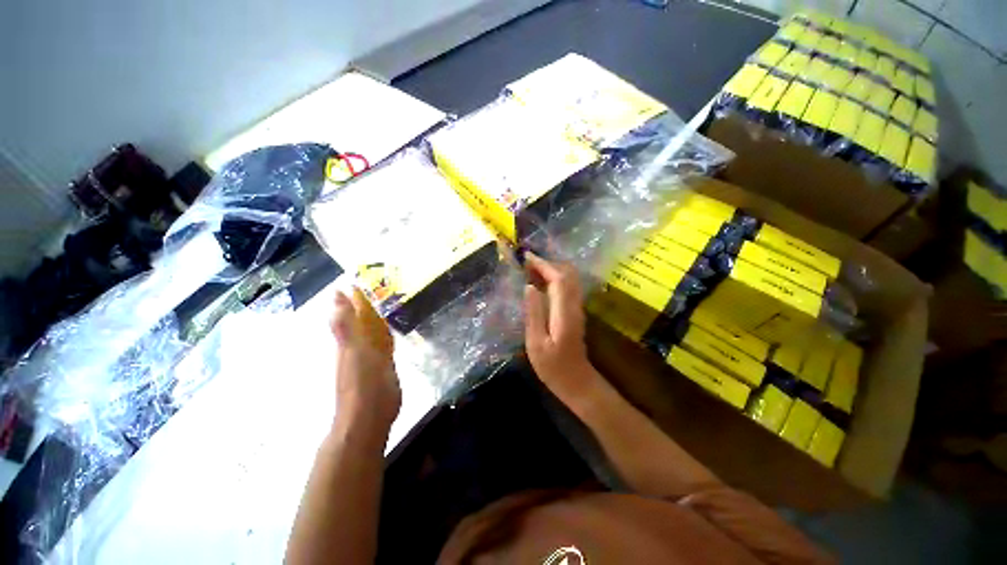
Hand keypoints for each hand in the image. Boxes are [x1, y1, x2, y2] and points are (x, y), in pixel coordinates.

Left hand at [330, 288, 400, 432]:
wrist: (370, 416)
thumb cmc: (362, 382)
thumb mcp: (354, 349)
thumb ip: (347, 324)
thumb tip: (337, 295)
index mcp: (350, 339)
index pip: (351, 313)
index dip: (351, 298)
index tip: (353, 281)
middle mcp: (358, 345)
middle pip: (361, 320)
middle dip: (363, 305)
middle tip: (372, 287)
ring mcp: (371, 356)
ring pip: (373, 331)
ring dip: (375, 317)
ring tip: (382, 303)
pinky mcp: (383, 365)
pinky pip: (384, 343)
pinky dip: (386, 334)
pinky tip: (389, 330)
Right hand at [523, 253, 598, 400]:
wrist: (577, 382)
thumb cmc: (553, 367)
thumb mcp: (536, 342)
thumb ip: (533, 313)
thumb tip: (529, 286)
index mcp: (564, 311)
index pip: (558, 278)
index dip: (543, 264)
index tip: (526, 257)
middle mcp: (574, 305)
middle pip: (567, 274)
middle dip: (547, 263)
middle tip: (526, 263)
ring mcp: (577, 308)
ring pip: (568, 279)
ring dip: (551, 270)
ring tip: (530, 270)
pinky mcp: (575, 312)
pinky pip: (566, 288)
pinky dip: (554, 279)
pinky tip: (540, 284)